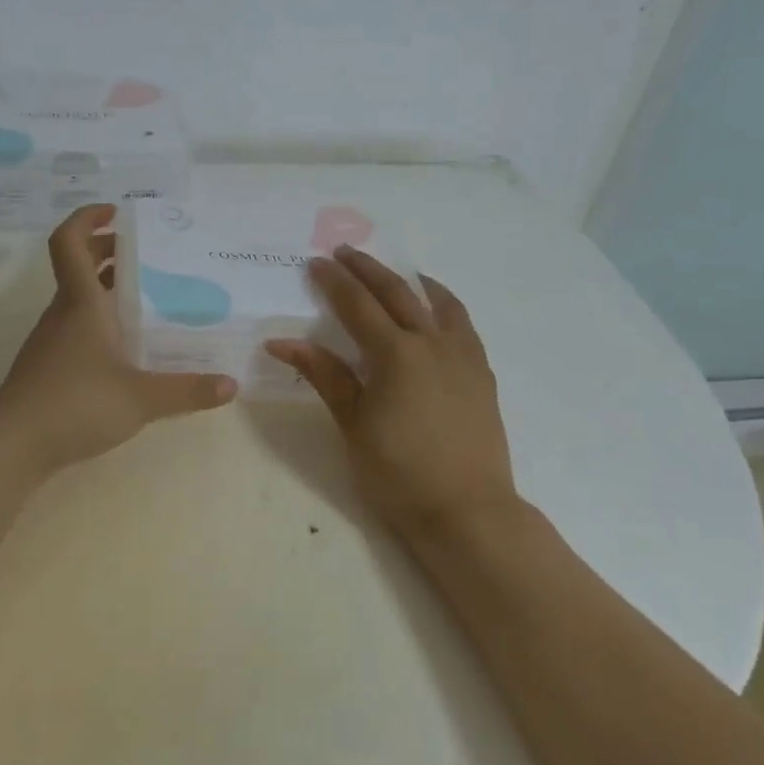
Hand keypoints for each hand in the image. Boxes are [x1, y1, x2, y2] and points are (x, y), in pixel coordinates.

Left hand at [0, 204, 237, 472]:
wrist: (12, 445)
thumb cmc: (76, 404)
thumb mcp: (141, 398)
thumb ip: (186, 391)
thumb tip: (231, 385)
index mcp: (81, 303)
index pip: (70, 242)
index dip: (87, 219)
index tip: (115, 213)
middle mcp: (63, 313)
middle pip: (78, 266)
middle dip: (108, 252)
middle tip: (146, 255)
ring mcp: (51, 340)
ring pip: (77, 298)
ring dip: (104, 288)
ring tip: (144, 298)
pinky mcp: (47, 365)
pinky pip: (75, 326)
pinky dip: (98, 320)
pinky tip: (124, 346)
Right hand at [266, 247, 516, 538]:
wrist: (467, 510)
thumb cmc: (399, 472)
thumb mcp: (353, 424)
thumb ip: (325, 375)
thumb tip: (282, 342)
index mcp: (395, 354)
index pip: (357, 305)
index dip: (334, 282)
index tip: (316, 263)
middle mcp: (431, 343)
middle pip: (396, 293)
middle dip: (368, 270)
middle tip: (346, 253)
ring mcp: (462, 356)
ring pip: (437, 302)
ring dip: (411, 281)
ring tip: (399, 272)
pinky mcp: (482, 373)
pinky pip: (462, 324)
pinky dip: (445, 305)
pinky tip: (438, 311)